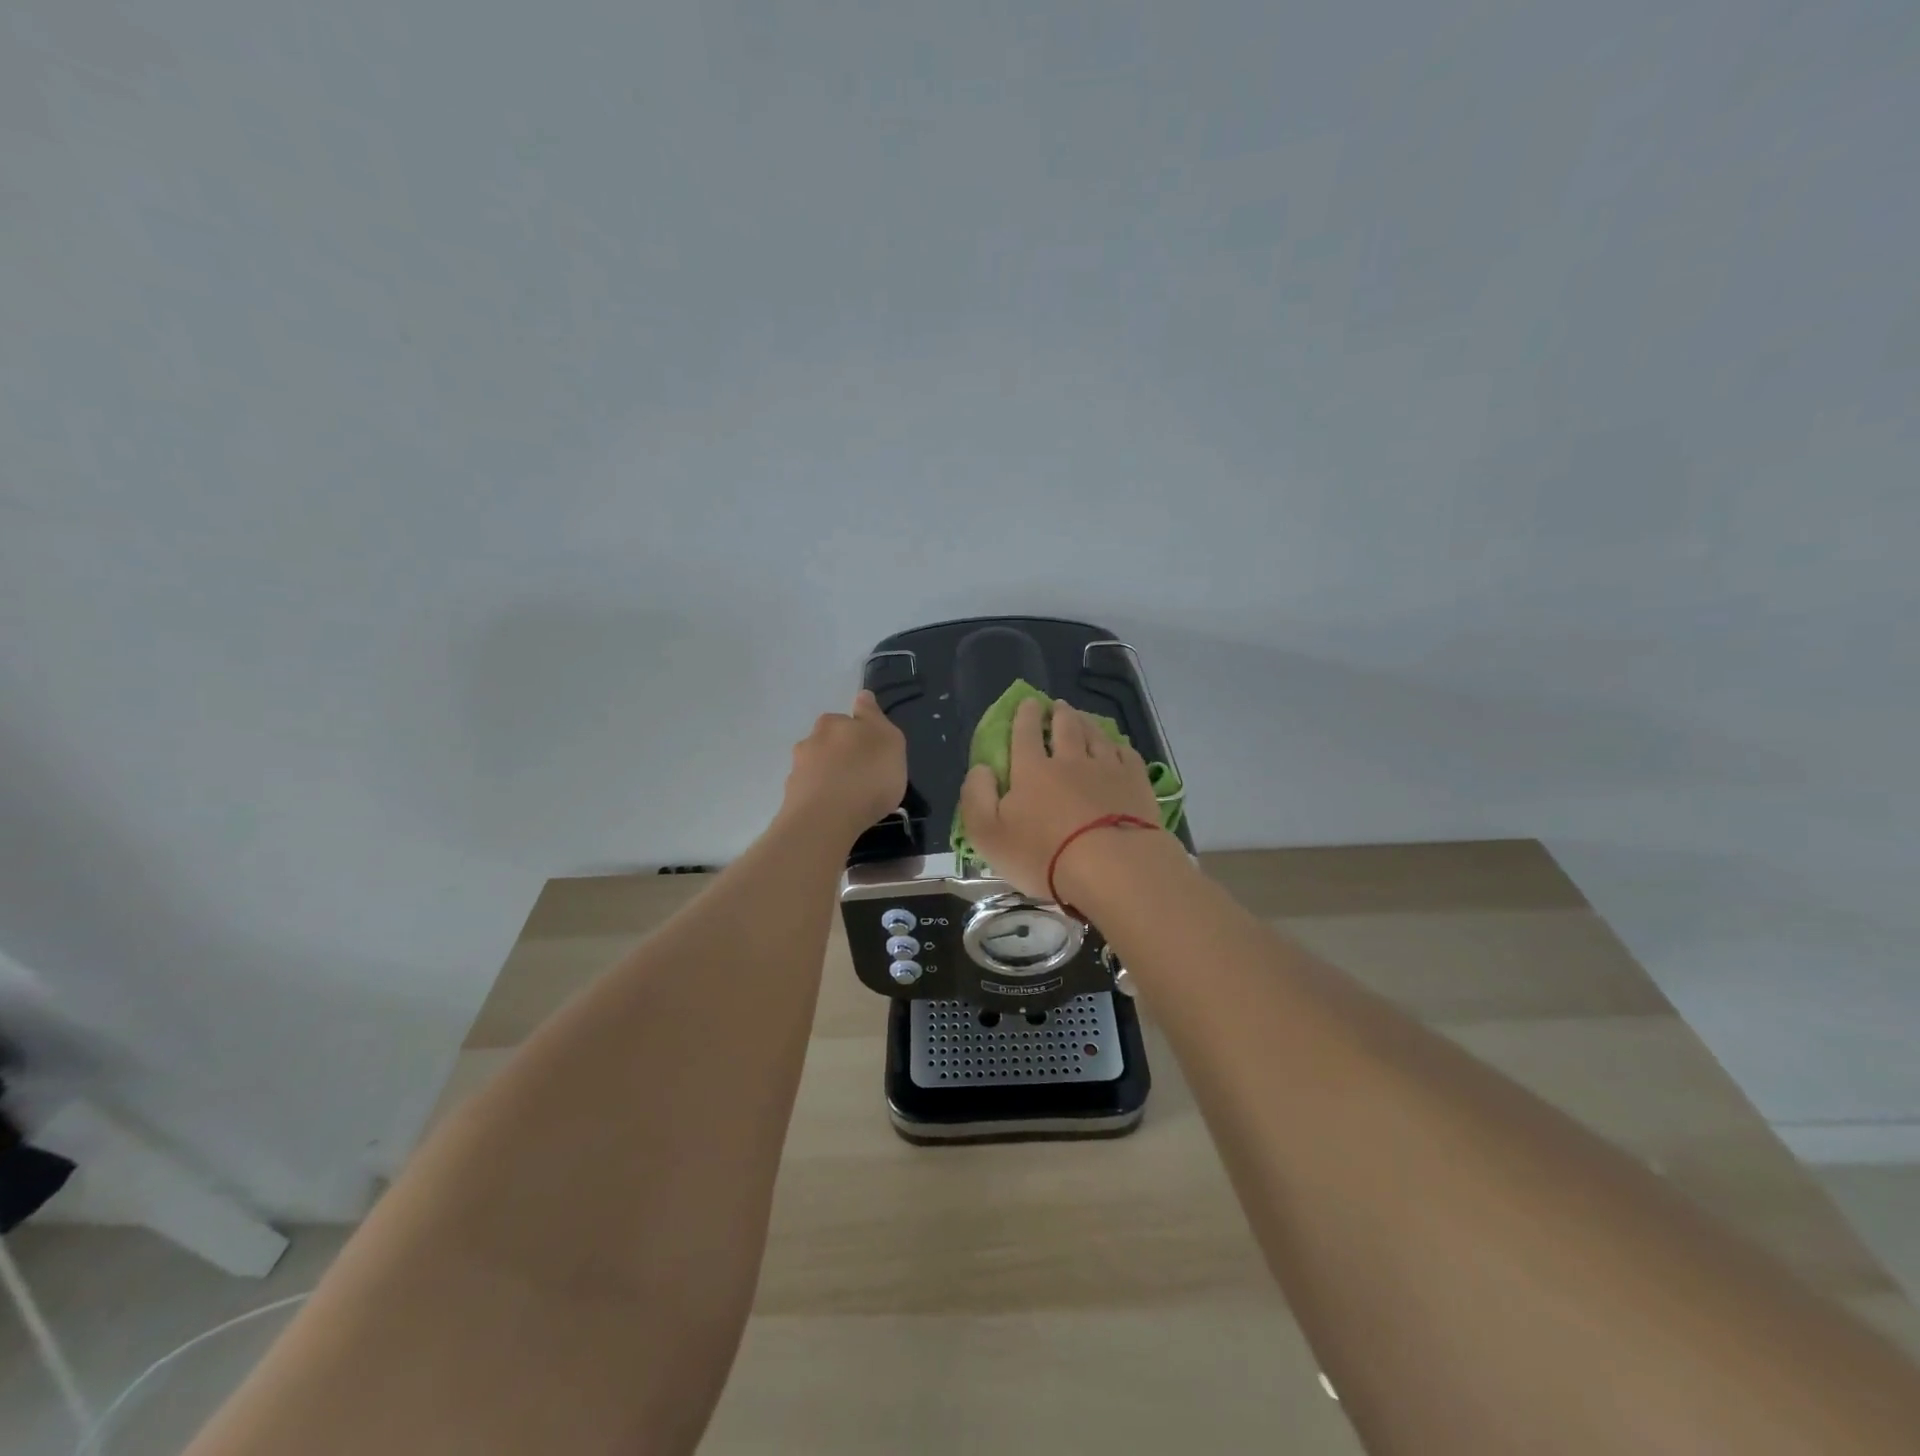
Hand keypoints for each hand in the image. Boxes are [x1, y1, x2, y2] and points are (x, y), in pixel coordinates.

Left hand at [782, 689, 908, 844]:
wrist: (825, 820)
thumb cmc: (867, 776)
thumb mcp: (889, 741)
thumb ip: (874, 718)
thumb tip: (862, 696)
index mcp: (834, 723)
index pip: (847, 718)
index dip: (860, 731)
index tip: (872, 748)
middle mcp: (811, 741)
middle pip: (829, 742)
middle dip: (843, 754)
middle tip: (864, 774)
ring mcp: (797, 770)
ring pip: (817, 768)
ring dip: (830, 777)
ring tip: (850, 798)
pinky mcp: (791, 799)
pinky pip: (811, 793)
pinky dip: (822, 798)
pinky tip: (835, 813)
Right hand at [959, 698, 1164, 900]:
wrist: (1112, 868)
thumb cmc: (1043, 856)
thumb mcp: (988, 835)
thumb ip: (977, 797)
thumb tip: (981, 768)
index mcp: (1032, 770)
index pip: (1025, 733)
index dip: (1025, 715)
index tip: (1028, 703)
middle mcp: (1070, 760)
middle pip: (1065, 726)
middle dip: (1059, 713)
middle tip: (1057, 706)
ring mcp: (1107, 769)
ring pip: (1096, 735)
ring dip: (1087, 722)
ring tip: (1083, 717)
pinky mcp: (1136, 783)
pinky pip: (1126, 754)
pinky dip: (1118, 745)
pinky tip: (1117, 747)